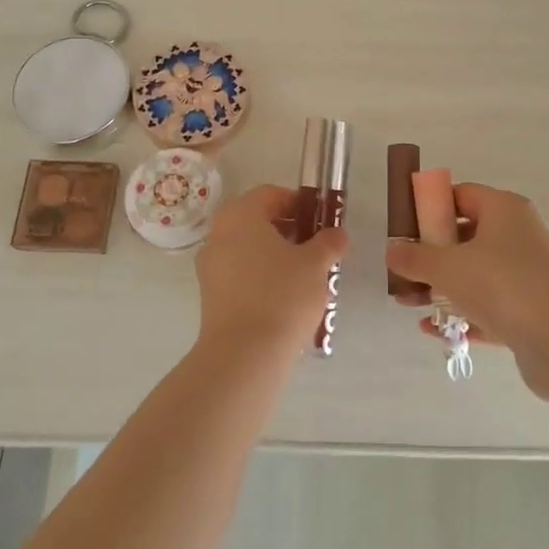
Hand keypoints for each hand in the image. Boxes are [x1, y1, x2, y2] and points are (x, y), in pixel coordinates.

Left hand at [195, 185, 347, 358]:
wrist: (244, 354)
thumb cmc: (282, 295)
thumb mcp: (316, 264)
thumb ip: (329, 242)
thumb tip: (337, 234)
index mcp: (241, 215)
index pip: (270, 194)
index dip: (299, 203)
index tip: (321, 220)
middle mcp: (219, 234)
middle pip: (258, 221)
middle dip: (290, 231)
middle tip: (317, 248)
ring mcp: (210, 266)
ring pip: (249, 250)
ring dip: (277, 256)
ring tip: (307, 277)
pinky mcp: (211, 296)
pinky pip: (241, 275)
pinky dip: (263, 278)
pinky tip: (287, 299)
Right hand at [386, 185, 548, 394]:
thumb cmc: (501, 284)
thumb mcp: (446, 266)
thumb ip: (415, 257)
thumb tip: (392, 250)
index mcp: (503, 210)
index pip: (461, 195)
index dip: (430, 207)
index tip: (405, 227)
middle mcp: (518, 235)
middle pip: (465, 236)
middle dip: (430, 254)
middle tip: (403, 271)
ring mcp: (526, 274)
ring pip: (475, 274)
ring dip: (441, 288)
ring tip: (409, 304)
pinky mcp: (529, 310)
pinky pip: (487, 307)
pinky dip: (462, 315)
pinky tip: (434, 331)